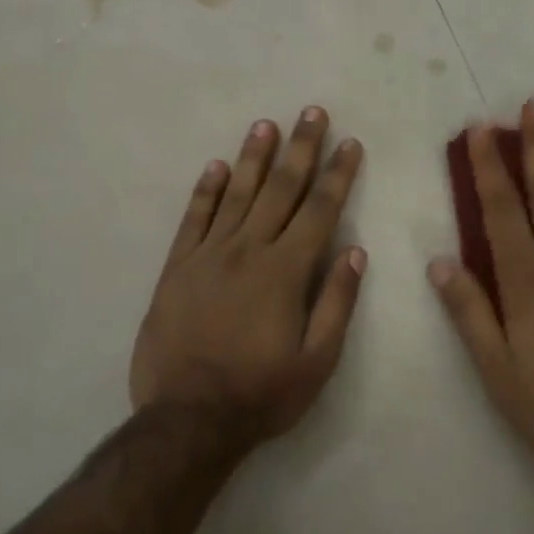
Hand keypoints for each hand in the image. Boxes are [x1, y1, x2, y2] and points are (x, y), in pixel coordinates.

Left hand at [132, 108, 365, 446]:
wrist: (187, 420)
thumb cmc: (261, 393)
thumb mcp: (317, 362)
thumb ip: (337, 302)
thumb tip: (355, 251)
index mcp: (286, 271)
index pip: (319, 210)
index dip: (338, 175)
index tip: (349, 144)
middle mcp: (248, 250)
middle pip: (281, 189)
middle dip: (301, 149)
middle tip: (312, 112)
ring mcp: (208, 255)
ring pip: (237, 194)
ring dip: (255, 157)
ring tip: (267, 124)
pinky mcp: (177, 267)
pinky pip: (194, 219)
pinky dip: (206, 190)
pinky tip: (217, 166)